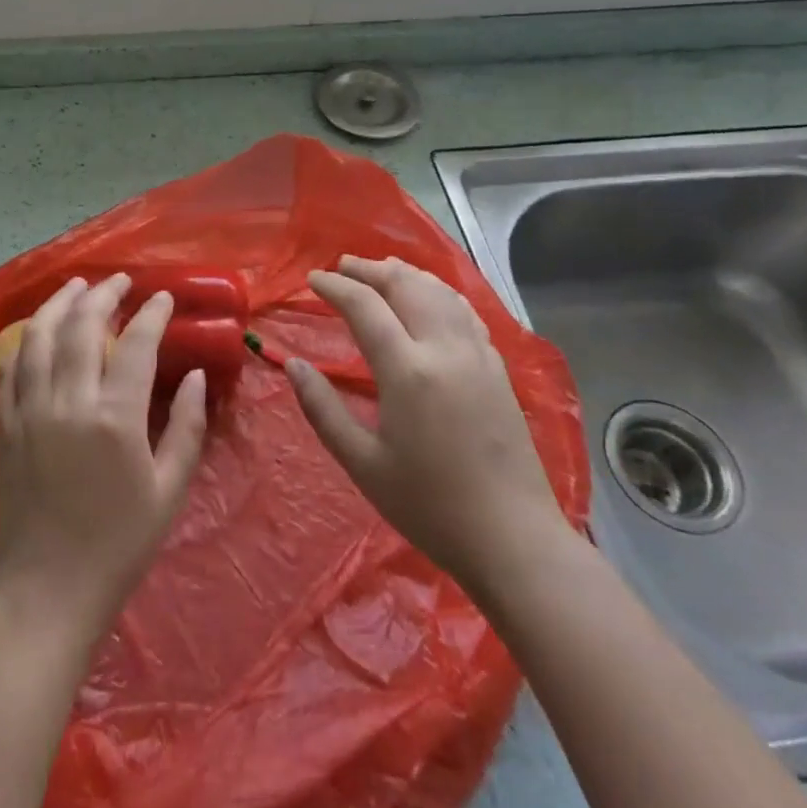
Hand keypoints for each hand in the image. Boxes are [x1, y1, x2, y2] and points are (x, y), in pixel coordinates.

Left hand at [0, 274, 208, 643]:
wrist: (48, 590)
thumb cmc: (119, 544)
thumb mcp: (169, 489)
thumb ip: (185, 426)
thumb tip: (195, 376)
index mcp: (115, 416)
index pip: (137, 342)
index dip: (152, 312)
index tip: (163, 296)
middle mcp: (68, 400)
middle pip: (82, 324)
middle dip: (103, 293)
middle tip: (120, 280)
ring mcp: (30, 409)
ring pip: (38, 336)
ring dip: (58, 303)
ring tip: (76, 286)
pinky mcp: (5, 424)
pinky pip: (9, 368)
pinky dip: (23, 341)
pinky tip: (35, 332)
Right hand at [288, 256, 570, 607]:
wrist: (513, 540)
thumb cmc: (429, 506)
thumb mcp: (362, 463)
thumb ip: (322, 408)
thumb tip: (293, 365)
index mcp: (407, 370)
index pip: (364, 306)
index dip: (335, 287)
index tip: (312, 281)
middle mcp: (444, 349)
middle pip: (405, 285)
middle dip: (369, 269)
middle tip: (342, 267)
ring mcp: (477, 355)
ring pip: (439, 292)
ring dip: (406, 274)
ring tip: (381, 271)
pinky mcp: (498, 368)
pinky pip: (464, 311)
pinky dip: (438, 292)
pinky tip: (430, 299)